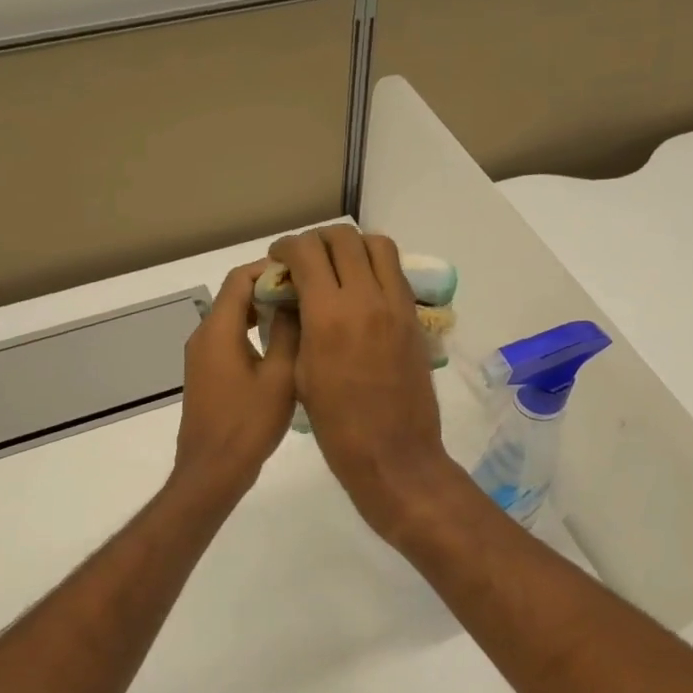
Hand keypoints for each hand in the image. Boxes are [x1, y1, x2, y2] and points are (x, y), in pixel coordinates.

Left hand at [172, 259, 297, 501]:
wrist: (212, 471)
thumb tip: (295, 301)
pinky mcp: (206, 374)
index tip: (304, 273)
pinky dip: (253, 332)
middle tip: (308, 294)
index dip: (270, 269)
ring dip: (263, 312)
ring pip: (233, 318)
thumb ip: (288, 333)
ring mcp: (201, 356)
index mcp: (218, 330)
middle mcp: (203, 336)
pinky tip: (281, 347)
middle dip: (270, 289)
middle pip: (235, 295)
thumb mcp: (280, 376)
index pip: (240, 278)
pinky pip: (229, 339)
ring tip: (301, 317)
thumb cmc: (248, 424)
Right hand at [268, 227, 461, 541]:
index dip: (287, 247)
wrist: (393, 454)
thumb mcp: (301, 374)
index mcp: (328, 315)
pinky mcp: (414, 318)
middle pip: (343, 238)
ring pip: (377, 245)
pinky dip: (374, 267)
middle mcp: (366, 298)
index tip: (279, 258)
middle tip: (304, 260)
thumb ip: (297, 326)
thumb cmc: (336, 425)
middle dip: (317, 240)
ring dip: (351, 246)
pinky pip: (395, 273)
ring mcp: (396, 305)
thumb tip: (294, 298)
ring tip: (336, 266)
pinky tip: (360, 289)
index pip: (307, 252)